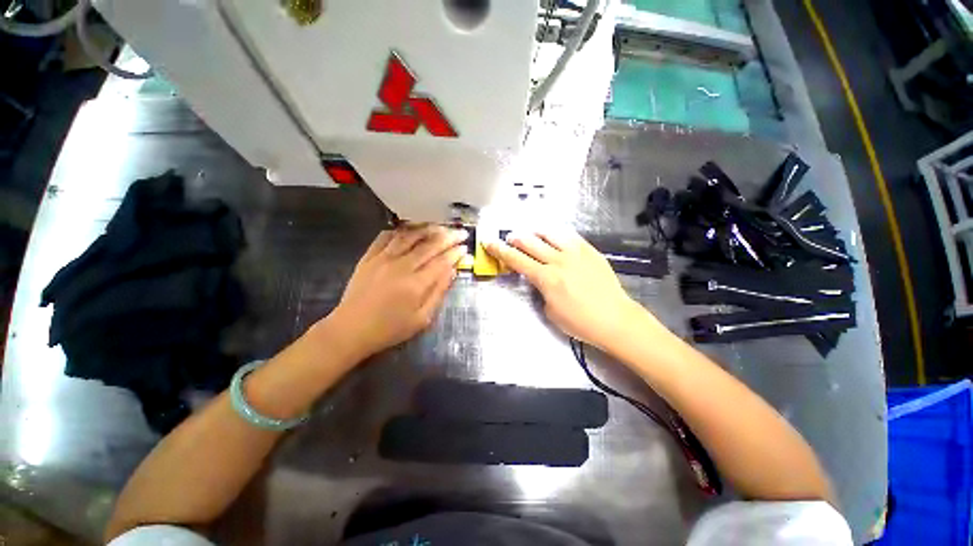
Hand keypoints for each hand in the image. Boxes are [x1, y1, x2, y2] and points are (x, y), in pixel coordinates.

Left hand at [328, 225, 467, 359]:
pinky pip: (386, 236)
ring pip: (409, 236)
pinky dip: (400, 230)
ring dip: (427, 229)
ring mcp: (383, 258)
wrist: (351, 330)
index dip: (455, 253)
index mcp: (416, 284)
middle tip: (460, 232)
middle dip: (448, 237)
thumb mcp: (421, 319)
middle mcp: (401, 266)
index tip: (465, 247)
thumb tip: (452, 271)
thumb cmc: (390, 329)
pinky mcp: (369, 257)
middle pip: (429, 245)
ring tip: (440, 226)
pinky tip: (409, 229)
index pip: (442, 261)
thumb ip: (438, 293)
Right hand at [485, 229, 650, 349]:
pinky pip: (569, 235)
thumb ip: (540, 290)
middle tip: (510, 238)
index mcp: (546, 278)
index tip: (490, 242)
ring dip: (535, 232)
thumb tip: (538, 279)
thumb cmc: (580, 322)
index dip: (500, 250)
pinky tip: (553, 236)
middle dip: (515, 238)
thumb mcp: (550, 311)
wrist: (615, 319)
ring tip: (531, 235)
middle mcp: (558, 260)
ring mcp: (576, 252)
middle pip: (530, 242)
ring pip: (549, 233)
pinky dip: (556, 234)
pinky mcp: (590, 250)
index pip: (517, 260)